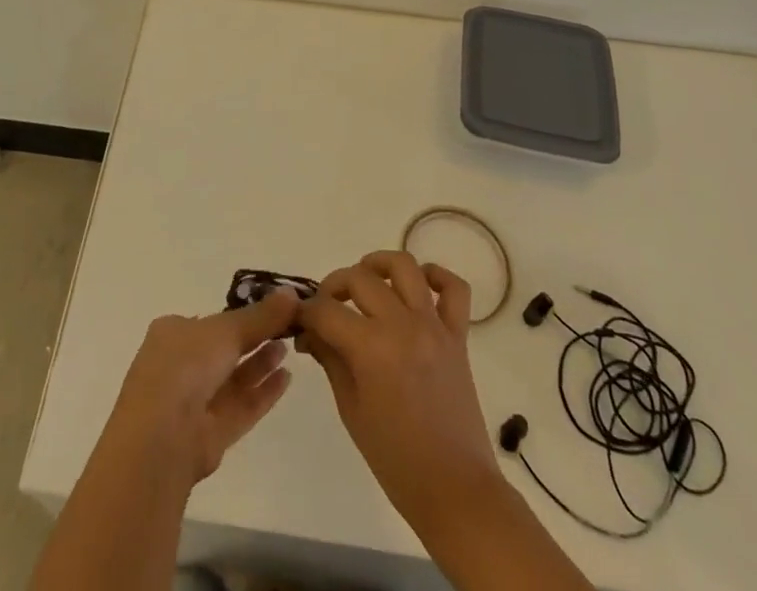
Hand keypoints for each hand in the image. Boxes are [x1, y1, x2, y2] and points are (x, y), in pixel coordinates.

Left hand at [104, 290, 300, 482]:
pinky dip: (263, 393)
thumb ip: (261, 316)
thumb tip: (292, 293)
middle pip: (224, 349)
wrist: (162, 437)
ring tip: (289, 348)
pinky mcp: (210, 435)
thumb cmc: (186, 365)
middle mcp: (181, 365)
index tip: (271, 308)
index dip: (240, 314)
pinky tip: (287, 378)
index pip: (211, 321)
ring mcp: (195, 402)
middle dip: (254, 338)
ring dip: (260, 364)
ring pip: (233, 379)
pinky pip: (241, 407)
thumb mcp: (226, 329)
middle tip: (287, 327)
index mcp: (174, 333)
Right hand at [297, 252, 500, 532]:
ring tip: (366, 280)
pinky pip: (455, 289)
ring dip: (379, 264)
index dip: (305, 311)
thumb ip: (330, 360)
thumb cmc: (396, 460)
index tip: (298, 320)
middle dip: (334, 286)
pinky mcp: (458, 336)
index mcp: (371, 348)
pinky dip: (437, 276)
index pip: (326, 310)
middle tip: (326, 308)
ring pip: (405, 267)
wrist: (455, 491)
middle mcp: (402, 325)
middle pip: (359, 278)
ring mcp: (433, 326)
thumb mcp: (351, 410)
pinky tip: (420, 285)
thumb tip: (309, 331)